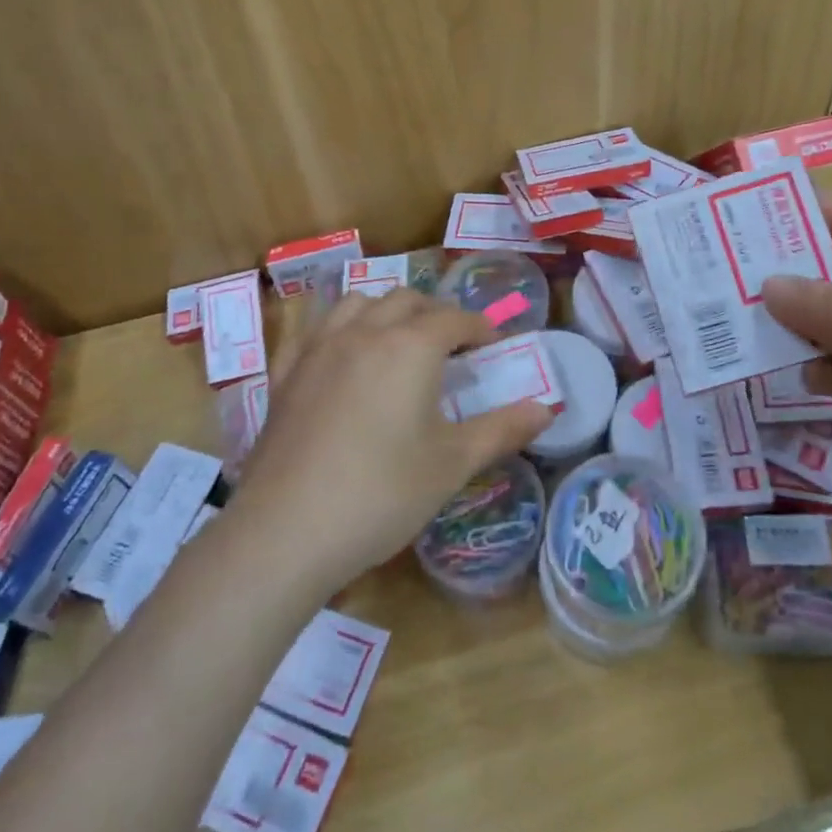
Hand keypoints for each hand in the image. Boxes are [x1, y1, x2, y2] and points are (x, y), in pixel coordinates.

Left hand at [227, 290, 554, 592]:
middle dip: (435, 313)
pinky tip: (340, 352)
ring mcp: (319, 348)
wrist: (286, 532)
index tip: (492, 345)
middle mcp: (365, 332)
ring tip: (398, 340)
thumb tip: (547, 409)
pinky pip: (313, 329)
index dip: (479, 327)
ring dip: (385, 310)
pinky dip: (337, 328)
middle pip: (406, 300)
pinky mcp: (285, 373)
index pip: (454, 319)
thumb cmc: (381, 495)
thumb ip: (502, 430)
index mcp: (411, 347)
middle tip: (451, 346)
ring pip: (357, 303)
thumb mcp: (452, 464)